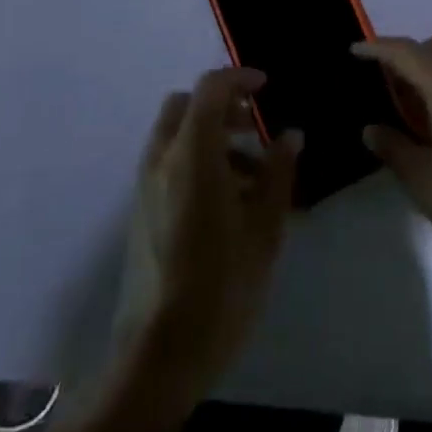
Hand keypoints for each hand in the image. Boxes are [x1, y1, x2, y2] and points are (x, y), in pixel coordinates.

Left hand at [125, 68, 301, 395]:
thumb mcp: (264, 229)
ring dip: (211, 134)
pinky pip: (169, 162)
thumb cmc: (221, 287)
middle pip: (185, 105)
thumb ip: (279, 173)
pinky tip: (228, 200)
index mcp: (192, 156)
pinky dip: (196, 158)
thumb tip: (290, 135)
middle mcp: (162, 161)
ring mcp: (146, 186)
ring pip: (175, 134)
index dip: (239, 78)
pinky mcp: (141, 211)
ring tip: (253, 172)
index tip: (267, 87)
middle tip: (255, 125)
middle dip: (221, 105)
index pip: (210, 89)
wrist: (159, 354)